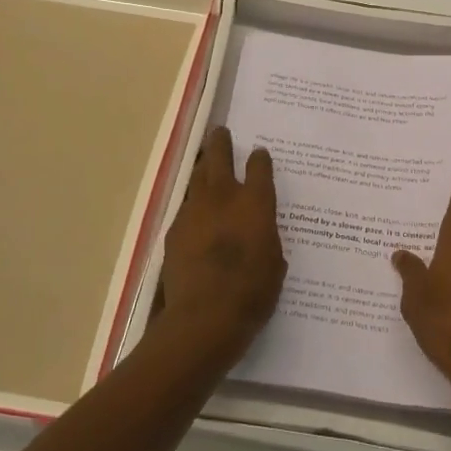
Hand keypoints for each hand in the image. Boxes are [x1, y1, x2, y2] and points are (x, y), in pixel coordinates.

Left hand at [152, 127, 285, 367]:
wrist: (204, 317)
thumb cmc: (252, 293)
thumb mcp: (275, 264)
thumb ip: (267, 239)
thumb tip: (260, 233)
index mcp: (255, 203)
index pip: (259, 168)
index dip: (260, 159)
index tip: (259, 154)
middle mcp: (223, 197)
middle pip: (218, 157)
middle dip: (220, 143)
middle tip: (221, 133)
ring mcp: (194, 211)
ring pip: (197, 178)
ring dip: (203, 169)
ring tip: (205, 164)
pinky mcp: (174, 230)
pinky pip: (185, 207)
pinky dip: (193, 204)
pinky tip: (195, 213)